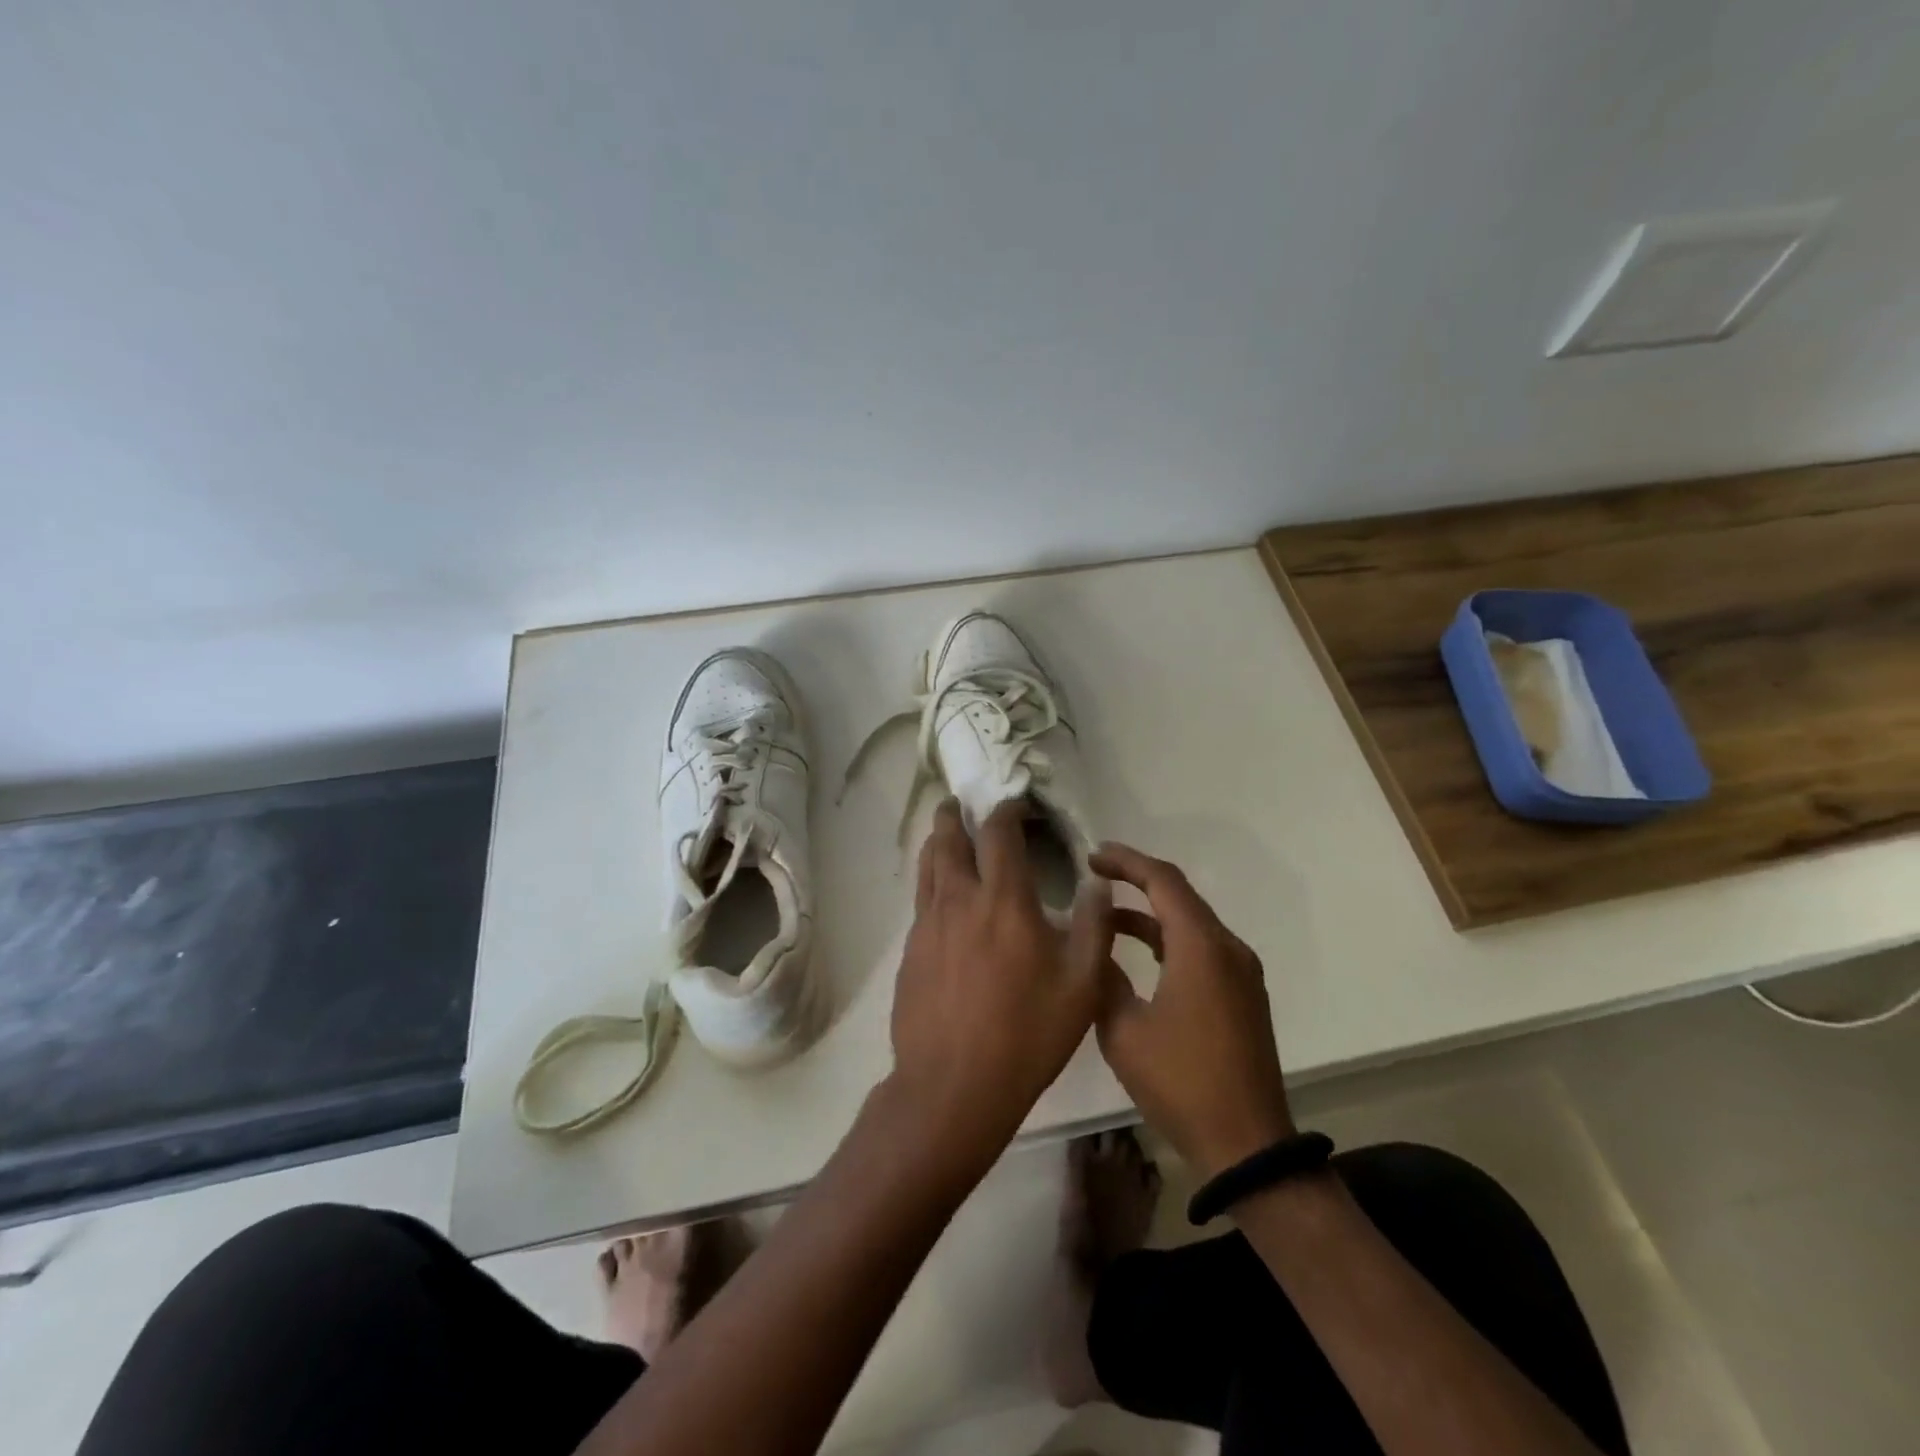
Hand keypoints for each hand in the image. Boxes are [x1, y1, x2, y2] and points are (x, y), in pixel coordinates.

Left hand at [887, 799, 1112, 1176]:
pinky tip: (939, 896)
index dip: (1005, 811)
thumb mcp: (1081, 985)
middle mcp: (959, 900)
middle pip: (948, 841)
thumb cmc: (1026, 1034)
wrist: (952, 1085)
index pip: (999, 835)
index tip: (1012, 802)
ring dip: (936, 842)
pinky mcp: (910, 951)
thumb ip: (1094, 927)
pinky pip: (920, 901)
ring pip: (927, 867)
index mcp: (1003, 900)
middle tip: (957, 803)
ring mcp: (928, 925)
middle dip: (953, 816)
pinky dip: (930, 882)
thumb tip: (1097, 883)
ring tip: (942, 833)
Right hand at [1090, 842, 1295, 1180]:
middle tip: (1095, 874)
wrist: (1247, 1146)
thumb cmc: (1181, 1083)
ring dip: (1151, 913)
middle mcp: (1228, 948)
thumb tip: (1092, 950)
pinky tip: (1139, 952)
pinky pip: (1202, 948)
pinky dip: (1169, 938)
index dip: (1126, 861)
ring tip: (1106, 914)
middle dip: (1137, 880)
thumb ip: (1104, 979)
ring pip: (1191, 923)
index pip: (1163, 881)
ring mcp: (1241, 972)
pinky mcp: (1243, 995)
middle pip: (1180, 895)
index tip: (1092, 855)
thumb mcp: (1124, 1031)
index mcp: (1201, 948)